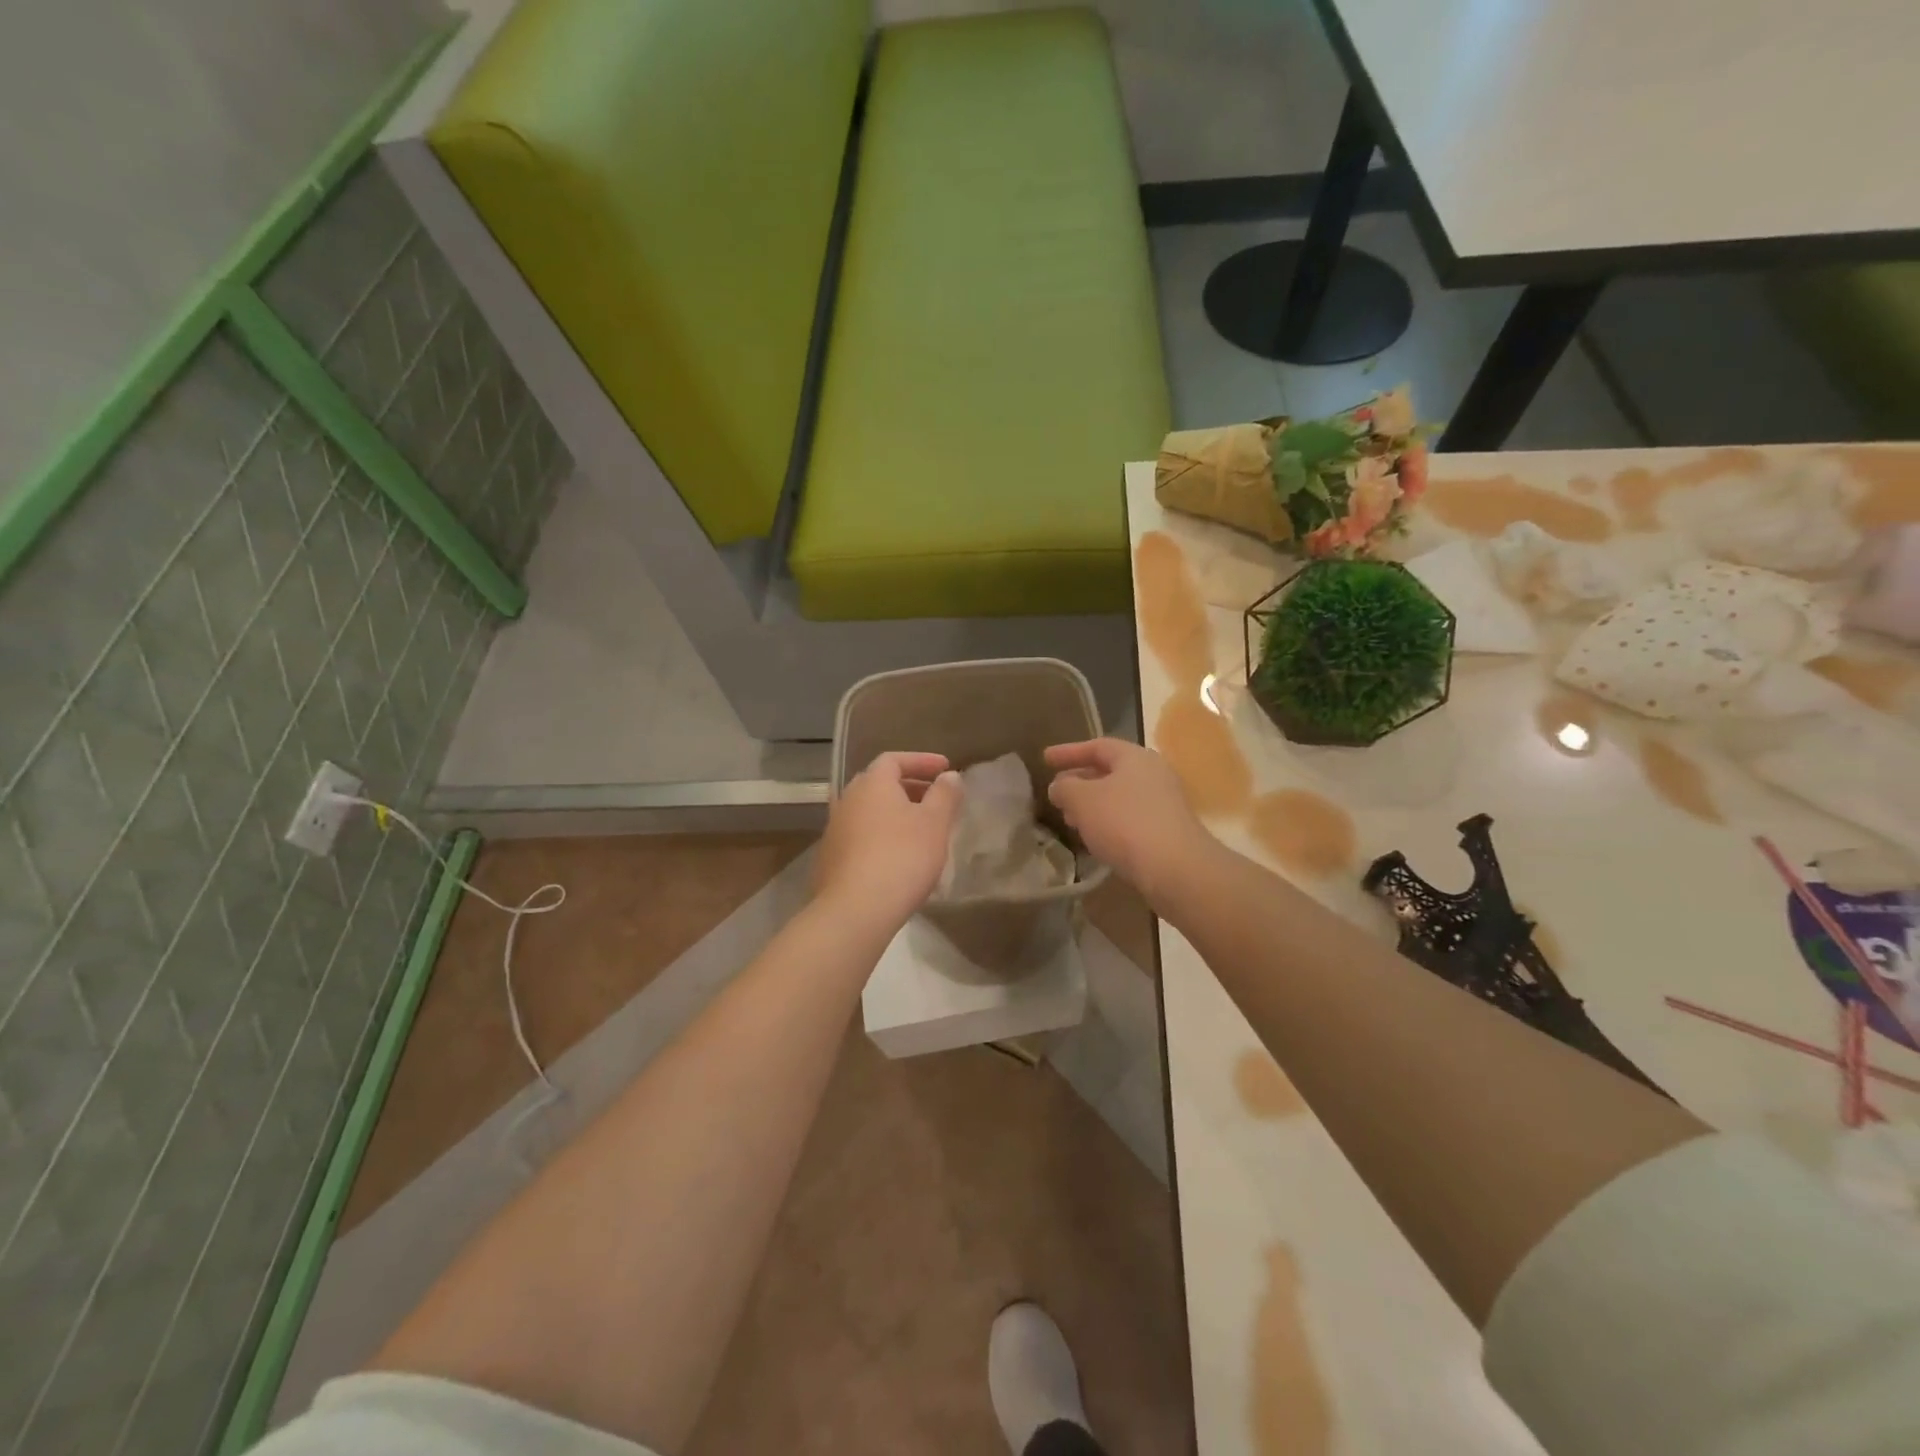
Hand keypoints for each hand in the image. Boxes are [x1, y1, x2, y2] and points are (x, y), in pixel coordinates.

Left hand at [815, 752, 962, 932]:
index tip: (946, 769)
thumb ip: (945, 795)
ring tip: (921, 831)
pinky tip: (898, 858)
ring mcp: (834, 830)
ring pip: (870, 812)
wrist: (854, 910)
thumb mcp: (935, 823)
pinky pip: (861, 836)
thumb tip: (949, 776)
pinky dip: (881, 836)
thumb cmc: (901, 857)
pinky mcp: (830, 859)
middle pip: (880, 784)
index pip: (894, 759)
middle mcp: (847, 800)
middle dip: (910, 788)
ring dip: (895, 814)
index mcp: (872, 784)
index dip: (922, 761)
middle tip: (936, 800)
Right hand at [1045, 739, 1214, 905]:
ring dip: (1092, 805)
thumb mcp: (1083, 800)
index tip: (1045, 759)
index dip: (1068, 752)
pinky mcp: (1167, 831)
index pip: (1097, 746)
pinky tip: (1095, 838)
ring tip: (1070, 819)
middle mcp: (1154, 774)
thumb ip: (1065, 788)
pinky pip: (1130, 818)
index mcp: (1135, 757)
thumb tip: (1059, 786)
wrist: (1175, 868)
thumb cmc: (1124, 822)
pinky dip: (1108, 822)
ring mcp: (1164, 803)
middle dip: (1080, 781)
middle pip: (1110, 771)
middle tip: (1057, 793)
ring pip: (1119, 797)